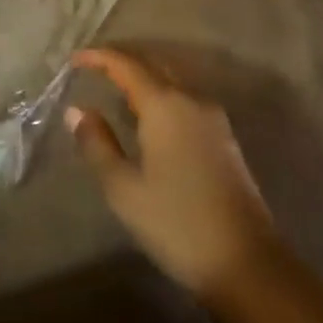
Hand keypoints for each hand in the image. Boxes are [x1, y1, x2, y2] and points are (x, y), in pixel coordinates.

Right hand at [66, 46, 278, 299]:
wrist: (248, 265)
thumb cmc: (177, 223)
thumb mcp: (124, 189)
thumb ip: (97, 144)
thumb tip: (77, 110)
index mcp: (164, 104)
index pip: (127, 64)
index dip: (99, 57)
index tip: (75, 59)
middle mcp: (191, 100)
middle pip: (153, 64)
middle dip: (123, 60)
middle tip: (94, 66)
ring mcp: (213, 119)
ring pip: (172, 80)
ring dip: (144, 76)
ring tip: (117, 87)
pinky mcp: (224, 139)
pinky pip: (185, 98)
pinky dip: (161, 94)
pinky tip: (149, 116)